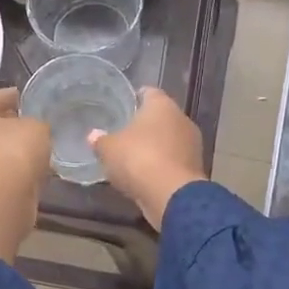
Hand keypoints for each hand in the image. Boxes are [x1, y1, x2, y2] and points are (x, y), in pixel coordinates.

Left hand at [0, 88, 49, 260]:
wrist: (1, 203)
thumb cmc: (15, 154)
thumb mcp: (37, 128)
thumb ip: (36, 122)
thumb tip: (32, 127)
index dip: (14, 95)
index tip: (29, 97)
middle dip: (9, 121)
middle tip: (32, 121)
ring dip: (9, 146)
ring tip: (34, 146)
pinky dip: (8, 165)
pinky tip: (27, 167)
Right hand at [89, 87, 205, 229]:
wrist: (172, 195)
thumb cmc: (139, 159)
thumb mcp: (109, 149)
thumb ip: (100, 140)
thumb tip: (94, 135)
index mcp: (162, 105)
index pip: (149, 92)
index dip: (135, 97)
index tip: (123, 106)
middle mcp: (181, 119)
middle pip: (161, 117)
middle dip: (145, 125)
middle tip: (125, 132)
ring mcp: (192, 144)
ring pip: (169, 140)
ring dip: (155, 147)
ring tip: (133, 156)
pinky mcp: (195, 168)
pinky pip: (173, 160)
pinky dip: (162, 165)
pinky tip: (146, 175)